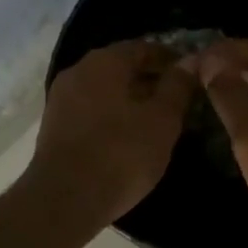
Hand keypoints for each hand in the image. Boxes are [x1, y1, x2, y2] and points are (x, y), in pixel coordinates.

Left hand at [28, 40, 197, 228]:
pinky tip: (128, 138)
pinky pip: (91, 112)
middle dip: (150, 80)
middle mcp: (78, 72)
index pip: (143, 48)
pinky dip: (112, 117)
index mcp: (104, 62)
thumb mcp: (162, 121)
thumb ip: (177, 87)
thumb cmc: (121, 155)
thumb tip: (190, 62)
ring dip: (131, 100)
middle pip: (121, 68)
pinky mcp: (55, 128)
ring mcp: (61, 100)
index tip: (193, 76)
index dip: (170, 60)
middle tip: (178, 101)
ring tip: (157, 122)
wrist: (65, 200)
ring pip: (105, 91)